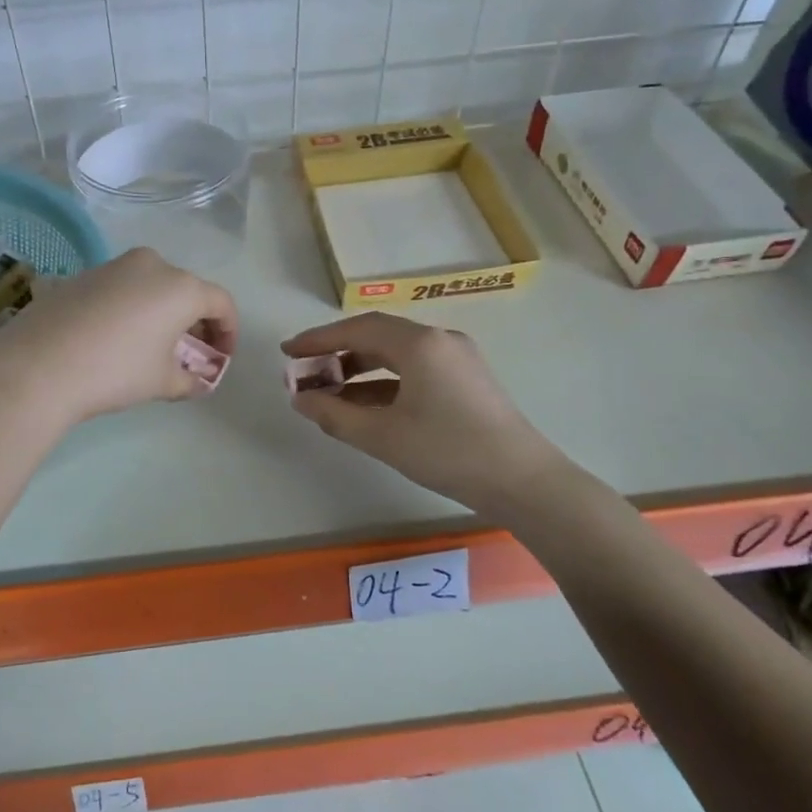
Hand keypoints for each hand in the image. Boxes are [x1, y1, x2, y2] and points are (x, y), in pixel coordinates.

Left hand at [0, 248, 237, 423]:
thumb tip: (199, 382)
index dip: (228, 331)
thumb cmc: (115, 371)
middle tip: (191, 354)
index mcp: (181, 286)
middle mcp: (152, 265)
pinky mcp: (83, 276)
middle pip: (187, 290)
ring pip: (152, 286)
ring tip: (153, 348)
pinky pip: (122, 289)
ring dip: (162, 313)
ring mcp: (114, 266)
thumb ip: (189, 380)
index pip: (221, 302)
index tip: (221, 358)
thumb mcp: (161, 382)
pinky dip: (132, 309)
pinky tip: (117, 338)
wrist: (38, 366)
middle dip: (195, 322)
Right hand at [283, 312, 568, 509]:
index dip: (318, 339)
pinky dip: (384, 382)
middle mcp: (439, 340)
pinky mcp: (466, 379)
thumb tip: (300, 399)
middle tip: (305, 372)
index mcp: (419, 344)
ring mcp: (456, 359)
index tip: (288, 351)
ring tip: (329, 391)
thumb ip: (334, 414)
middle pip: (376, 336)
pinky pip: (414, 369)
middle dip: (337, 352)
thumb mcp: (382, 436)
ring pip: (395, 354)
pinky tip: (364, 405)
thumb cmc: (448, 452)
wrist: (524, 482)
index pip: (357, 329)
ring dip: (359, 369)